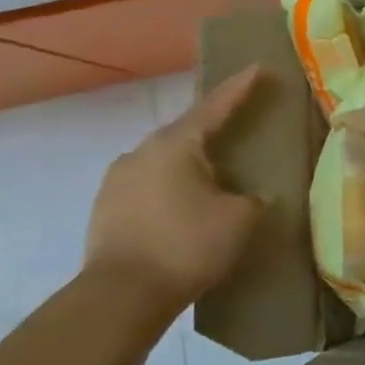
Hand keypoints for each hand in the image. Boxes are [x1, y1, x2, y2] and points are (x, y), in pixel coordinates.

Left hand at [84, 68, 266, 314]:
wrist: (120, 297)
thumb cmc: (187, 246)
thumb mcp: (240, 219)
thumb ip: (254, 199)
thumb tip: (256, 196)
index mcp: (176, 144)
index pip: (216, 105)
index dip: (241, 87)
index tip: (258, 67)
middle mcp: (141, 152)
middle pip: (187, 132)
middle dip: (214, 129)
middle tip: (240, 128)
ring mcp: (117, 180)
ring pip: (165, 161)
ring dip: (191, 164)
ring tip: (214, 177)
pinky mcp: (106, 209)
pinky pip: (149, 186)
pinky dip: (172, 189)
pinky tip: (186, 208)